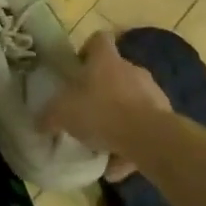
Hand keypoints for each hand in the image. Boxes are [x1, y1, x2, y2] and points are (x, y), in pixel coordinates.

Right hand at [38, 31, 171, 175]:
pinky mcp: (166, 117)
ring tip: (102, 146)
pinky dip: (131, 144)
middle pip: (115, 73)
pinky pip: (143, 128)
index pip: (99, 39)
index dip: (88, 50)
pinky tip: (117, 166)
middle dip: (102, 90)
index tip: (79, 68)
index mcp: (106, 61)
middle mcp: (131, 70)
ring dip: (118, 119)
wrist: (149, 138)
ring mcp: (152, 92)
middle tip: (87, 110)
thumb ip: (49, 117)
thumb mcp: (63, 114)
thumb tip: (39, 122)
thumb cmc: (101, 112)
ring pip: (131, 101)